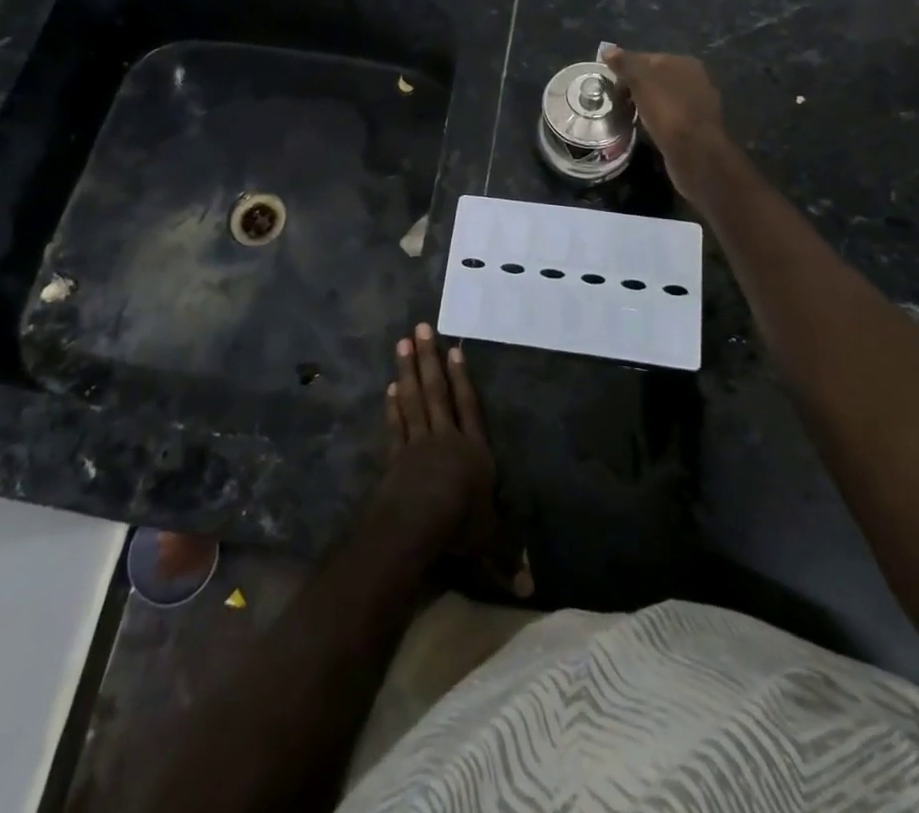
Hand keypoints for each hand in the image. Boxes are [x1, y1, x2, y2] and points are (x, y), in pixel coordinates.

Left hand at [376, 323, 531, 597]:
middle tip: (421, 328)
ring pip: (414, 399)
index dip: (462, 378)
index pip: (469, 406)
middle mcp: (446, 438)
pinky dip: (392, 406)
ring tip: (402, 343)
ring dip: (408, 371)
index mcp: (473, 450)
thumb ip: (507, 556)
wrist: (417, 525)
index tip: (454, 349)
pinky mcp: (396, 456)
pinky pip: (396, 425)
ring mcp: (417, 444)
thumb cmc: (460, 526)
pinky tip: (389, 388)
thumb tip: (530, 590)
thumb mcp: (490, 542)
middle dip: (429, 359)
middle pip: (437, 392)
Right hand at [602, 47, 735, 199]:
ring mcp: (698, 104)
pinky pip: (669, 117)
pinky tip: (644, 129)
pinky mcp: (695, 127)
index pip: (647, 58)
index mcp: (684, 63)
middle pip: (656, 78)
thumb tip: (607, 50)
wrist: (694, 152)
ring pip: (662, 98)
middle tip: (616, 100)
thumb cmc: (667, 110)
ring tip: (626, 115)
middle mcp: (696, 80)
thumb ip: (625, 63)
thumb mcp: (640, 81)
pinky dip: (655, 120)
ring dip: (645, 105)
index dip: (626, 68)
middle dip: (635, 87)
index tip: (609, 83)